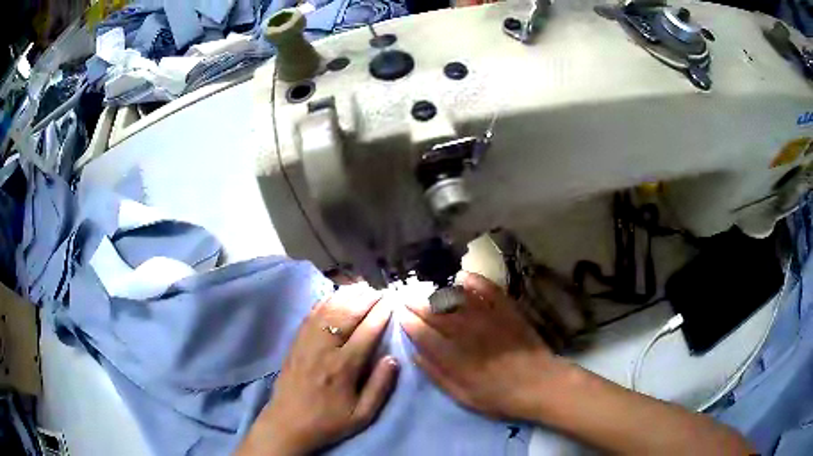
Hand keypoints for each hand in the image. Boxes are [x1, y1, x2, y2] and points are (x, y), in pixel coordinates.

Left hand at [238, 286, 398, 454]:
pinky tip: (335, 295)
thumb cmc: (329, 422)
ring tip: (363, 288)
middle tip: (381, 290)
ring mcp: (306, 343)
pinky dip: (325, 301)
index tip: (392, 301)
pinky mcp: (295, 342)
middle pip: (346, 315)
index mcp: (343, 368)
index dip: (381, 314)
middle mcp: (324, 349)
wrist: (287, 424)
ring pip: (328, 310)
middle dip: (366, 299)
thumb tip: (393, 358)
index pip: (366, 332)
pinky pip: (311, 315)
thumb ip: (380, 387)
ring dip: (346, 295)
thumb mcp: (362, 415)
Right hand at [400, 272, 564, 420]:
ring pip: (457, 299)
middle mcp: (468, 332)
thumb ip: (437, 375)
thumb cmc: (499, 396)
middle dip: (418, 305)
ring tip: (428, 291)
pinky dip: (474, 281)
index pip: (424, 334)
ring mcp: (488, 318)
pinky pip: (488, 290)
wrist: (539, 383)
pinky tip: (462, 277)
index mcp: (455, 356)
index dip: (409, 323)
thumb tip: (416, 354)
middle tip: (407, 299)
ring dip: (439, 293)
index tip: (400, 315)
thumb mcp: (463, 396)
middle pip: (437, 313)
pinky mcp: (507, 310)